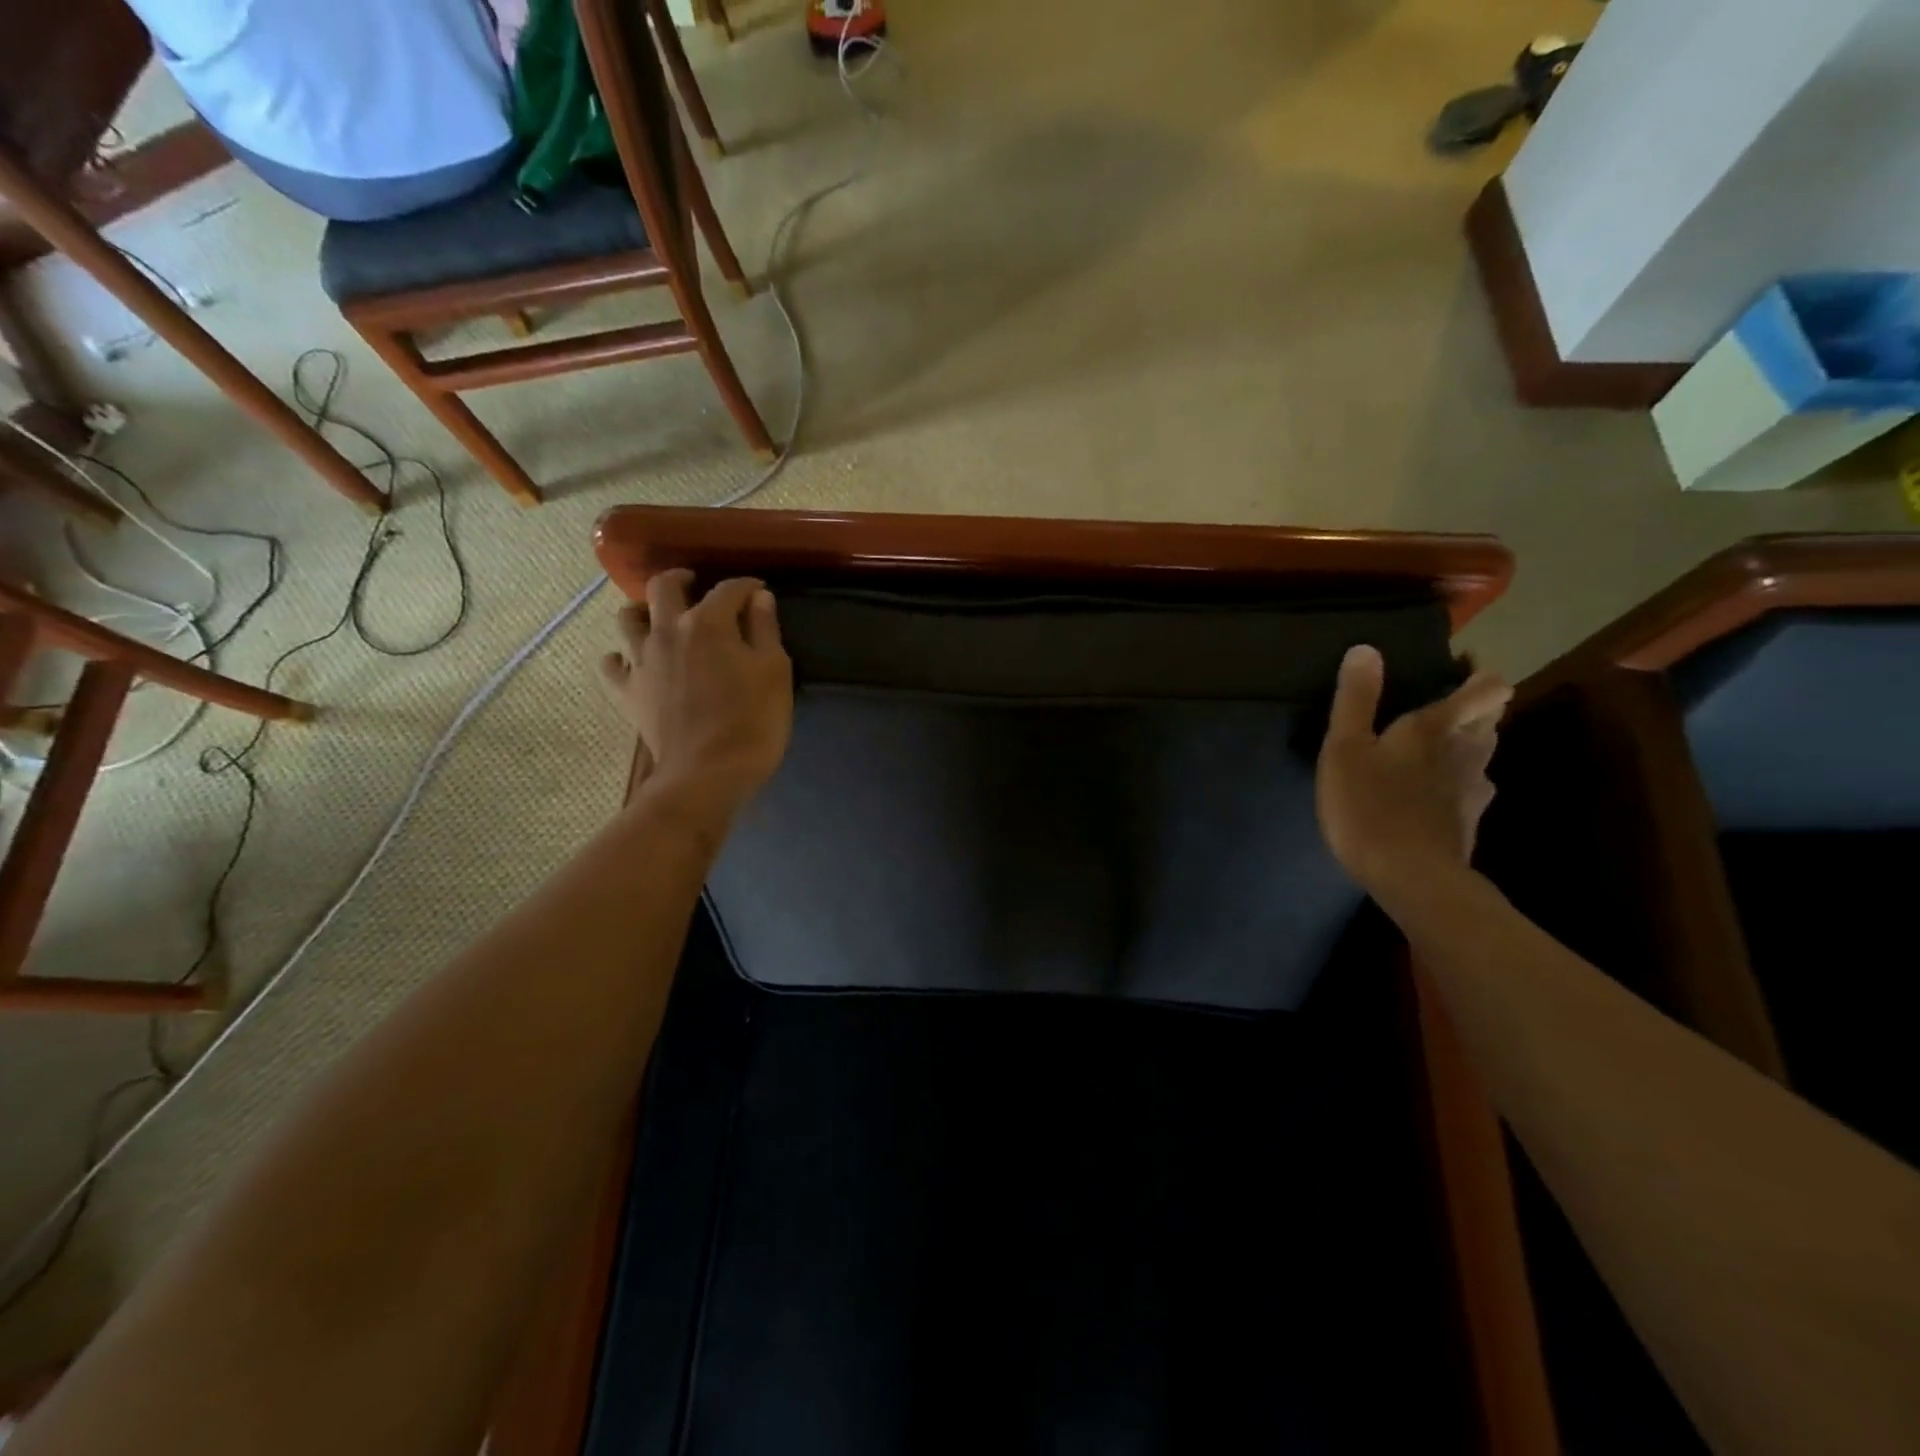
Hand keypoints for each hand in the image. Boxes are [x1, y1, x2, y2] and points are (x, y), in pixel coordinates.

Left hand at [599, 569, 792, 827]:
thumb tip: (758, 598)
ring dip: (645, 611)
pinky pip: (611, 664)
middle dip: (682, 578)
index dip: (747, 587)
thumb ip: (765, 630)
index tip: (759, 593)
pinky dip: (621, 657)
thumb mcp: (774, 672)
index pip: (728, 589)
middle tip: (696, 586)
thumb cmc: (752, 721)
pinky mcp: (627, 692)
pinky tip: (635, 662)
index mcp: (707, 622)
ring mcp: (641, 661)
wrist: (707, 774)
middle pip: (663, 586)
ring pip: (628, 618)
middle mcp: (667, 630)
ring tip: (661, 620)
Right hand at [1314, 644, 1511, 901]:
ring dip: (1466, 742)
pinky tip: (1431, 792)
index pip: (1486, 688)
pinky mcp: (1468, 821)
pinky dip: (1456, 780)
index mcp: (1439, 727)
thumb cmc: (1370, 805)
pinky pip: (1470, 787)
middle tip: (1439, 704)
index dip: (1480, 673)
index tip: (1462, 665)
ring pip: (1482, 753)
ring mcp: (1474, 789)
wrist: (1410, 878)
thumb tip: (1366, 648)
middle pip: (1489, 719)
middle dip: (1473, 706)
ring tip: (1432, 745)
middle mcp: (1468, 752)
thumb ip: (1356, 698)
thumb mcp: (1346, 747)